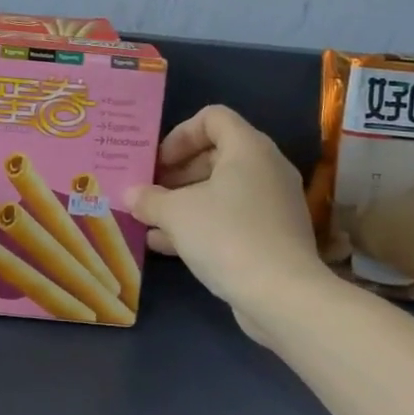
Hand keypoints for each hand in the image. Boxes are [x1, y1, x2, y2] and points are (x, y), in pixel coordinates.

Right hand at [126, 105, 324, 335]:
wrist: (283, 297)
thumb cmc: (227, 236)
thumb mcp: (176, 213)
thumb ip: (149, 198)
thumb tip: (130, 194)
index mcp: (248, 148)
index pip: (212, 117)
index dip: (180, 134)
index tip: (158, 162)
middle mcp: (266, 168)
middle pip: (216, 154)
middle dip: (177, 172)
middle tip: (150, 190)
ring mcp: (274, 204)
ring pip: (222, 190)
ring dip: (185, 201)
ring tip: (151, 218)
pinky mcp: (274, 236)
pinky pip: (232, 217)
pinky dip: (202, 224)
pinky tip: (166, 245)